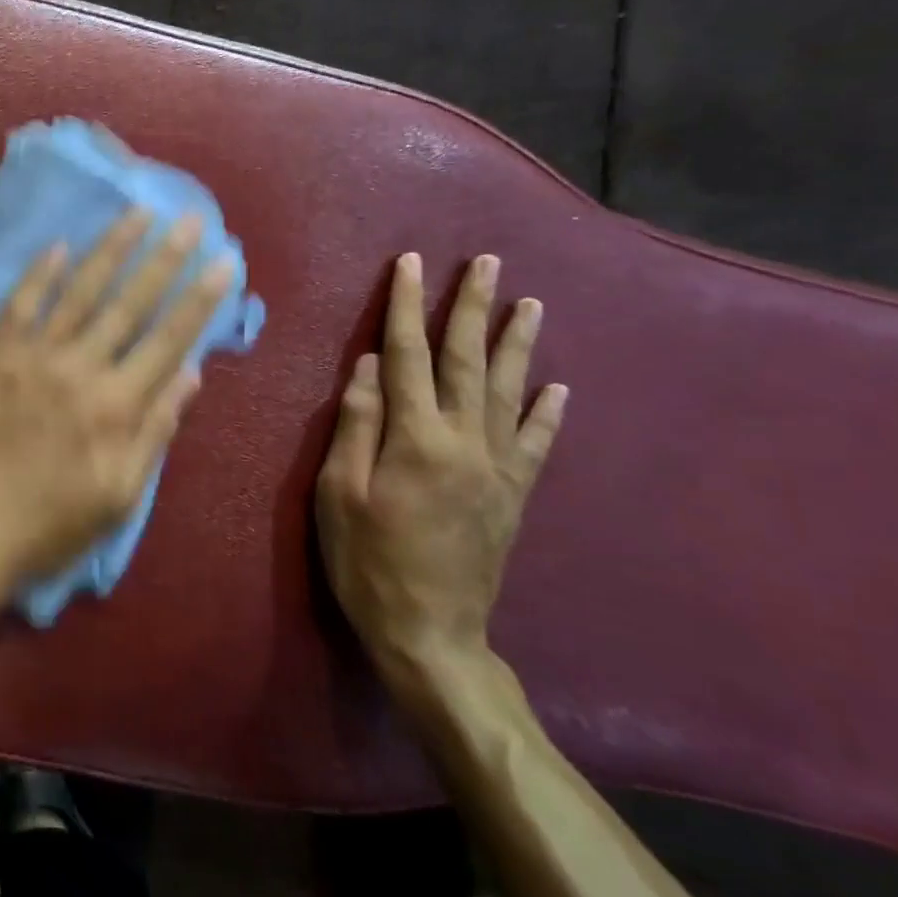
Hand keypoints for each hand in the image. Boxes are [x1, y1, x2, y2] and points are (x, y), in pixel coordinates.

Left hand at [0, 209, 232, 589]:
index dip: (201, 298)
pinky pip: (20, 304)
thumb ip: (156, 430)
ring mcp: (33, 356)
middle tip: (191, 218)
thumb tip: (192, 373)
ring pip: (79, 291)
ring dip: (112, 249)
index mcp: (117, 406)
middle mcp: (80, 369)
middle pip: (130, 303)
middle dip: (166, 258)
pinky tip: (59, 245)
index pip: (170, 339)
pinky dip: (39, 273)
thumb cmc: (50, 523)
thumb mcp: (119, 495)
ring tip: (138, 213)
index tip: (225, 260)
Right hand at [316, 252, 566, 692]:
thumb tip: (368, 365)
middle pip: (469, 361)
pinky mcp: (513, 495)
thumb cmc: (367, 561)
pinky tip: (560, 387)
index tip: (409, 264)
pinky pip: (536, 444)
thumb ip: (356, 424)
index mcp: (415, 438)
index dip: (404, 306)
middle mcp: (465, 441)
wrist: (429, 634)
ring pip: (510, 392)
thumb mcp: (337, 492)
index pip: (407, 355)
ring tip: (530, 303)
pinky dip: (549, 413)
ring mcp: (497, 468)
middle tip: (487, 263)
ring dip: (518, 344)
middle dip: (473, 307)